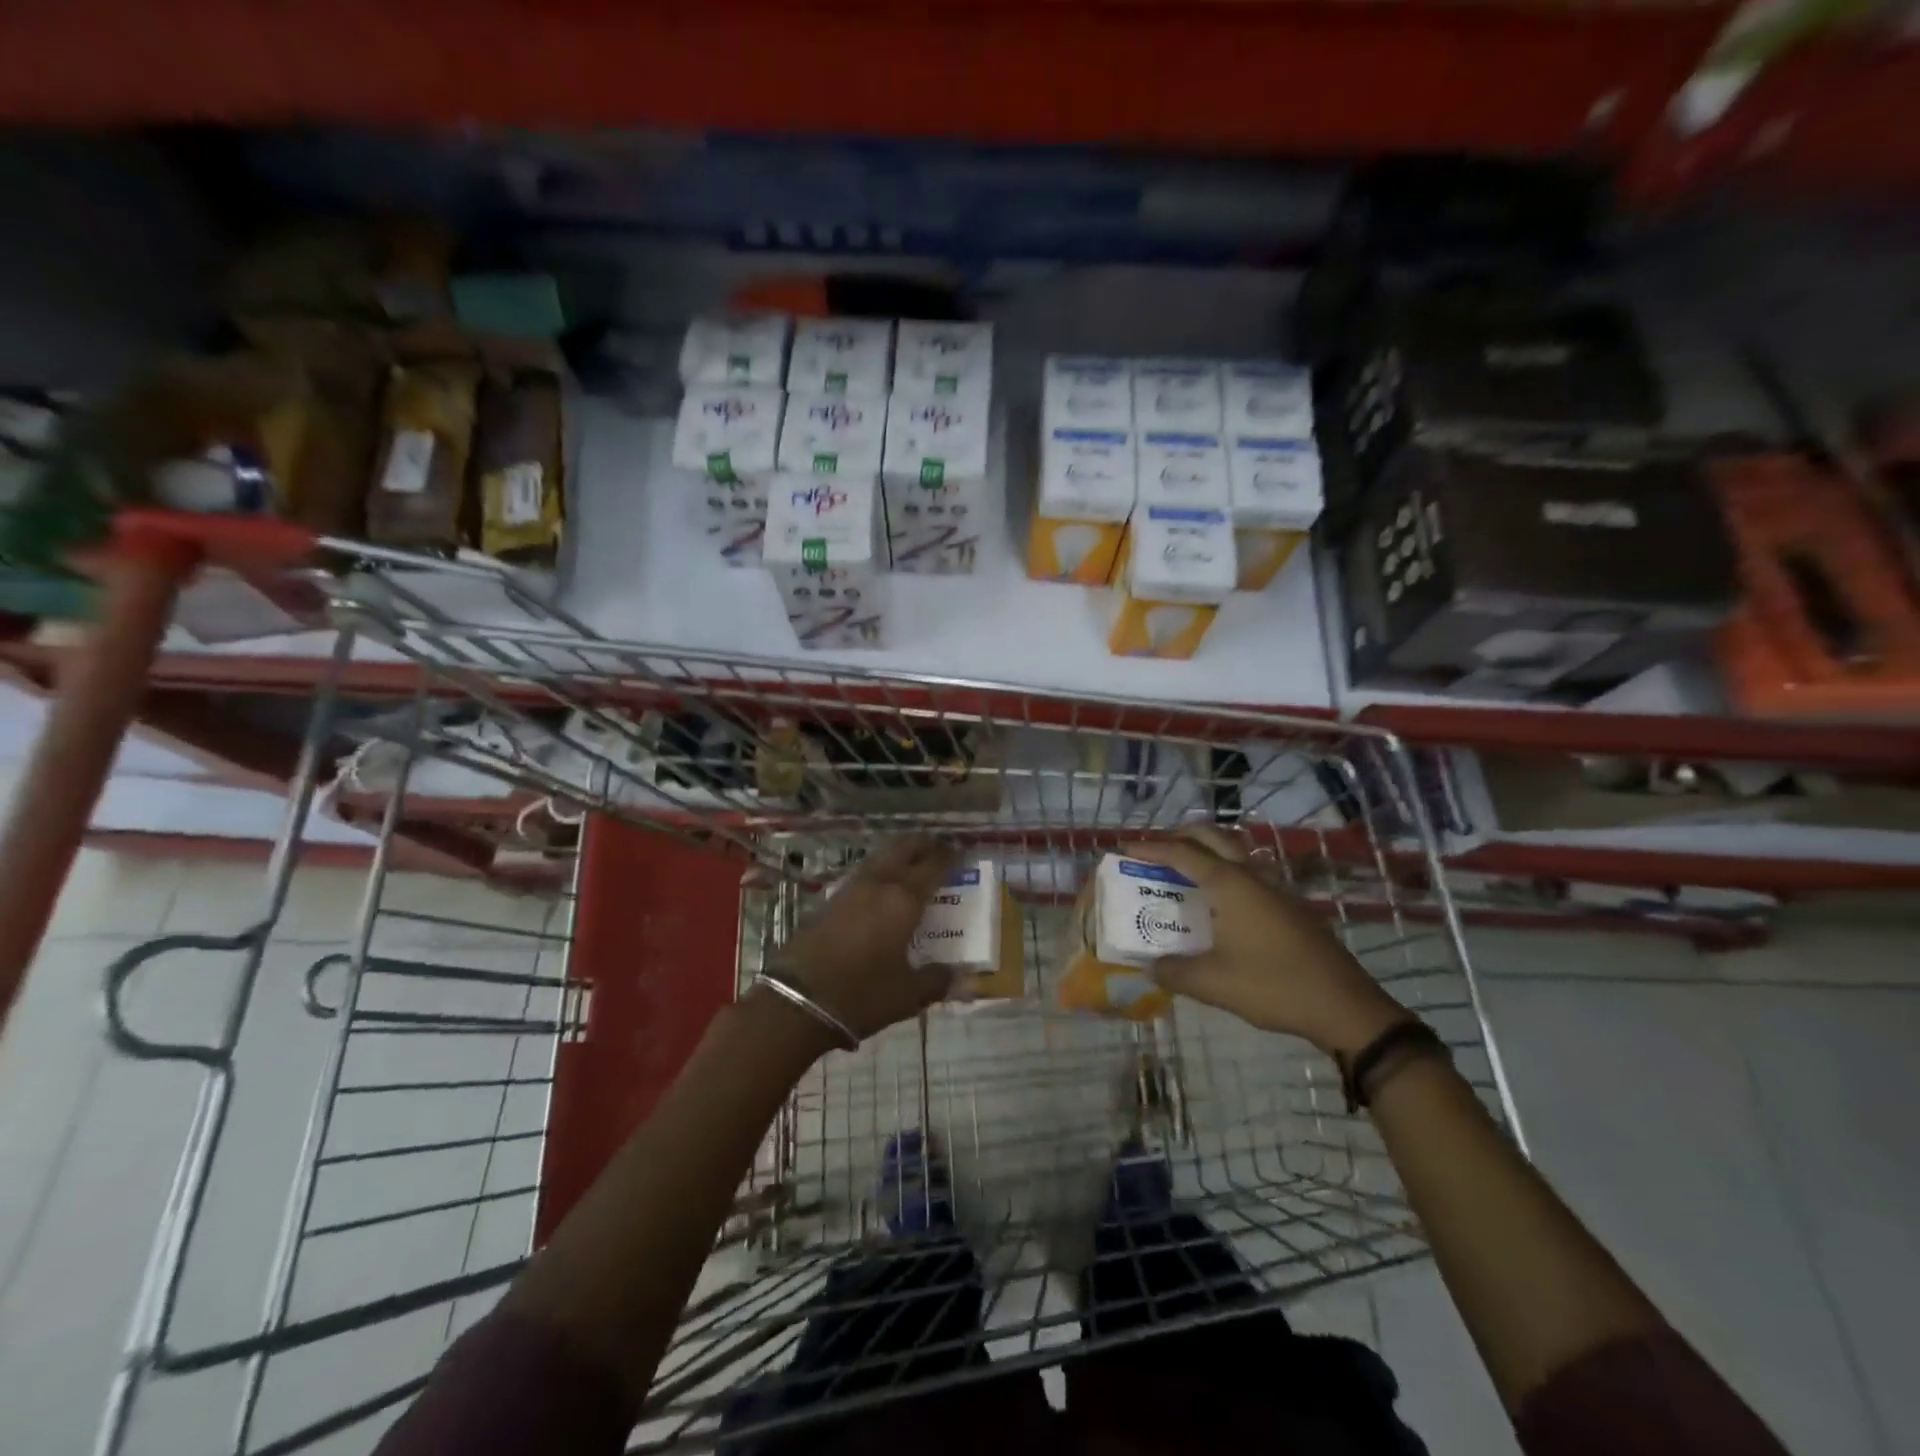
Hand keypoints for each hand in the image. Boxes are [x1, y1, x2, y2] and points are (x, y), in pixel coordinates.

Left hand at [774, 837, 957, 1041]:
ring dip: (898, 854)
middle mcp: (878, 885)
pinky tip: (881, 885)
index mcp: (903, 900)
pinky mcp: (829, 901)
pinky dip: (879, 870)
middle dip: (922, 845)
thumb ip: (936, 981)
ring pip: (880, 858)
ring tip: (911, 861)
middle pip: (903, 849)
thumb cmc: (861, 995)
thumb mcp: (907, 995)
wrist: (797, 1000)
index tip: (961, 853)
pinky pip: (863, 873)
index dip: (949, 857)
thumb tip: (959, 976)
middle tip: (938, 847)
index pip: (933, 867)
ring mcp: (850, 890)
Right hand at [1124, 827, 1407, 1055]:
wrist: (1345, 1006)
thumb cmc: (1274, 986)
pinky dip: (1227, 869)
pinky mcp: (1291, 905)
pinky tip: (1222, 900)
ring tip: (1185, 868)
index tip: (1124, 848)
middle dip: (1180, 835)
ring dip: (1208, 849)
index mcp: (1230, 884)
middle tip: (1155, 849)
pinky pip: (1251, 871)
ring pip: (1236, 850)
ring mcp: (1276, 888)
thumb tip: (1151, 966)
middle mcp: (1252, 875)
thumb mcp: (1213, 984)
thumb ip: (1174, 972)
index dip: (1150, 848)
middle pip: (1212, 837)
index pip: (1181, 853)